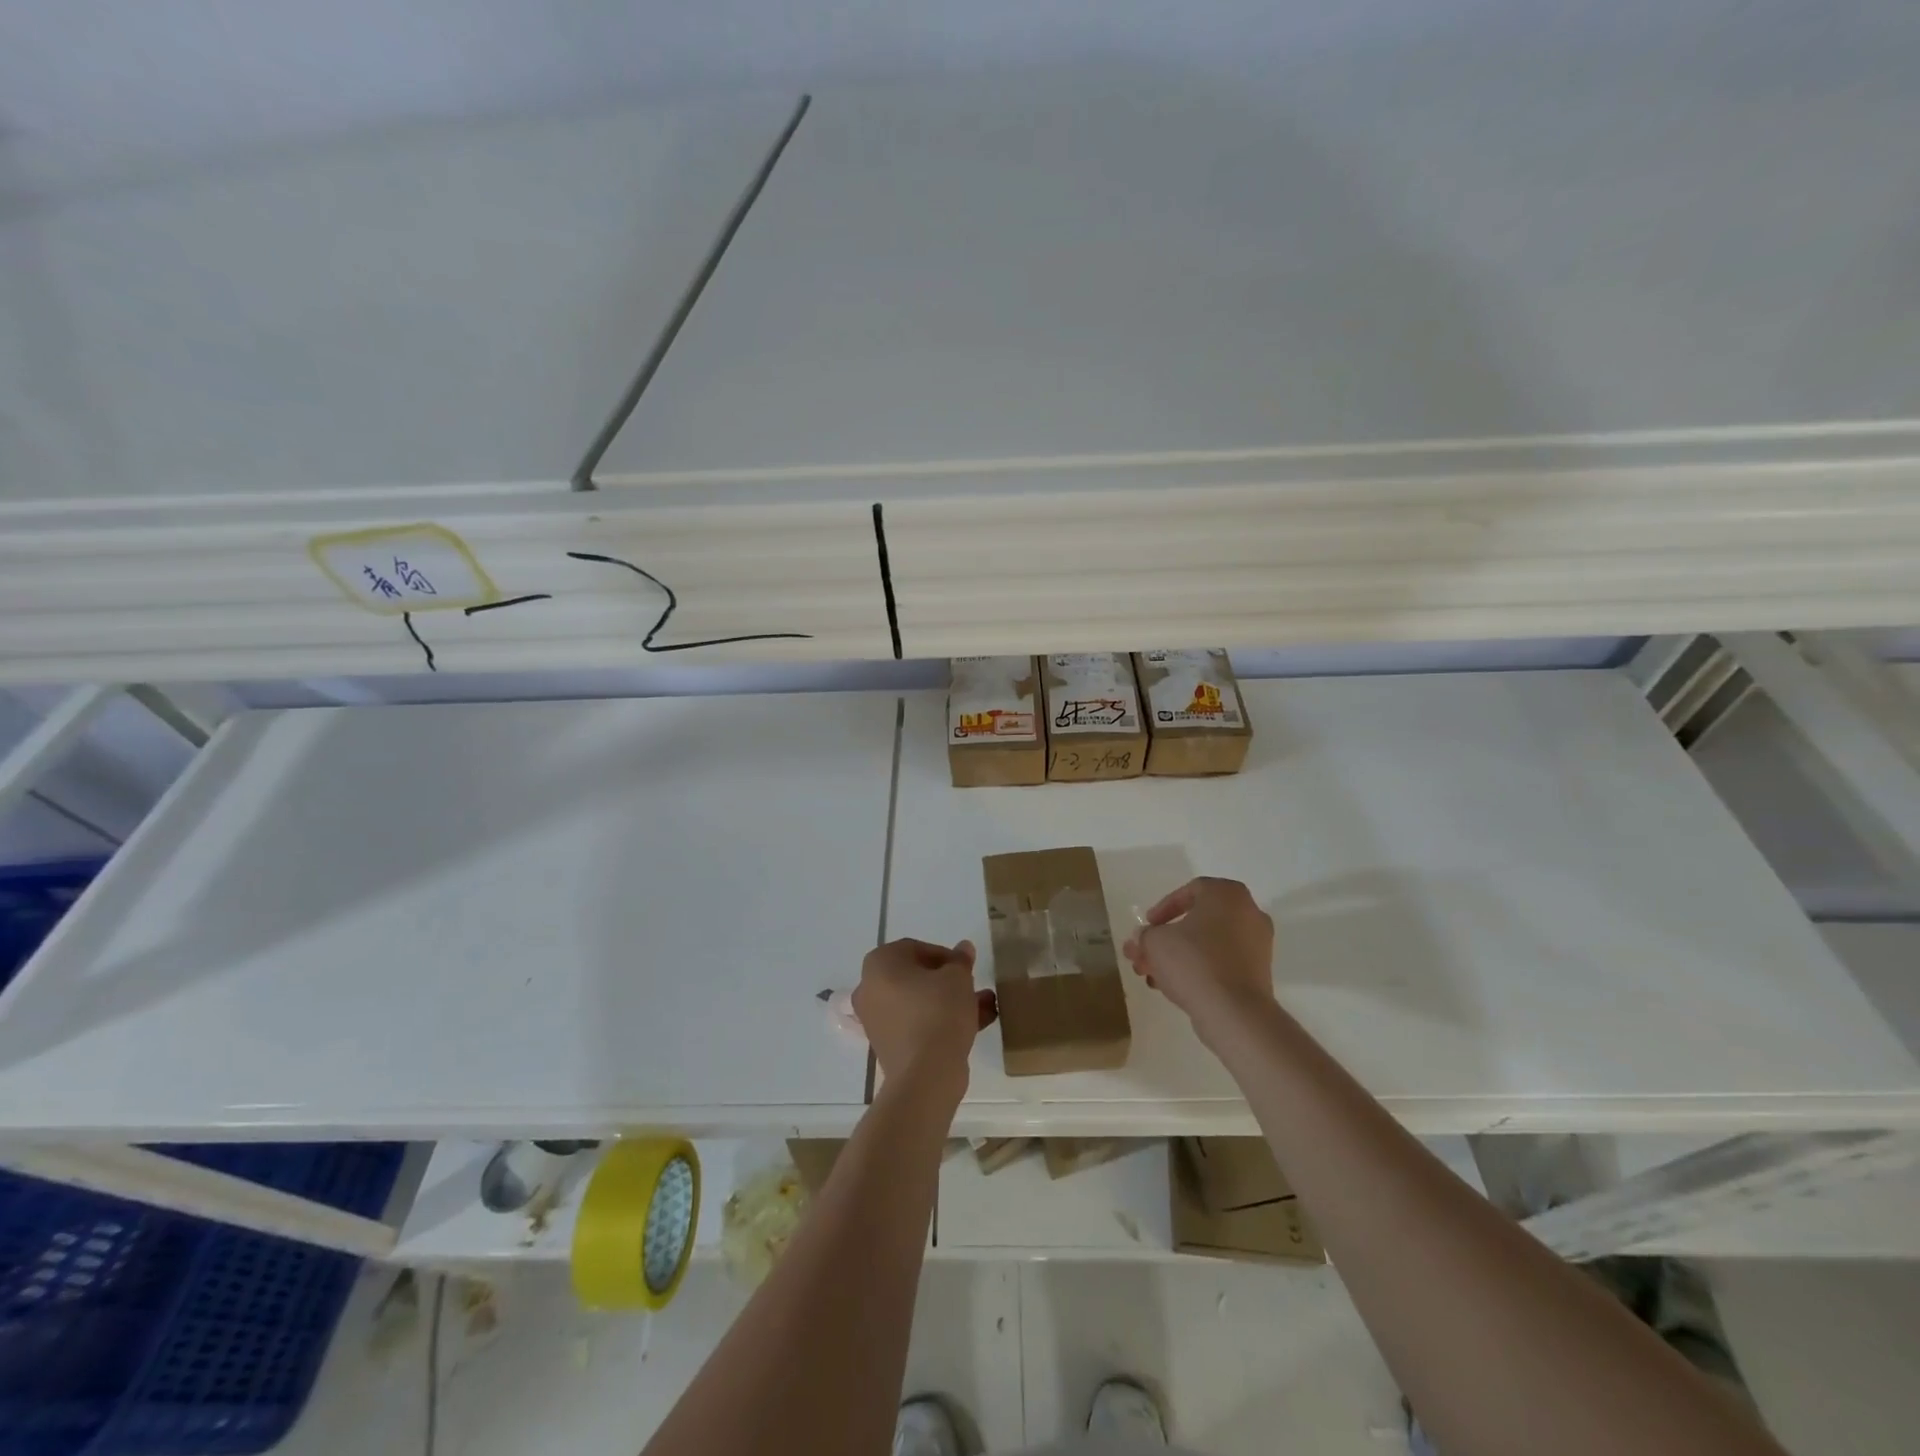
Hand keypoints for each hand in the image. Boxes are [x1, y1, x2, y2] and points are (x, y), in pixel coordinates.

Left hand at [853, 938, 996, 1087]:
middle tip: (972, 985)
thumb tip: (963, 949)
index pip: (915, 949)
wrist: (926, 1074)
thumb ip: (960, 960)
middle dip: (948, 981)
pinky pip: (916, 1024)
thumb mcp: (958, 978)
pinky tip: (974, 1025)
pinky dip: (940, 1022)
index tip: (966, 967)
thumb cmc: (938, 1011)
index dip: (945, 955)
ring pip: (919, 1002)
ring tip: (984, 1005)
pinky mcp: (888, 1046)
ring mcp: (876, 1020)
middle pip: (916, 977)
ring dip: (950, 1001)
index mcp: (879, 963)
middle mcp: (870, 989)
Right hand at [1122, 877, 1275, 1034]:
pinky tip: (1173, 988)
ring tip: (1152, 976)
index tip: (1149, 925)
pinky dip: (1199, 970)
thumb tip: (1143, 939)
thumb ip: (1145, 935)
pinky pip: (1222, 963)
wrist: (1234, 1013)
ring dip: (1178, 956)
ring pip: (1208, 944)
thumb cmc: (1194, 962)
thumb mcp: (1155, 942)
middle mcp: (1248, 913)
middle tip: (1145, 954)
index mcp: (1226, 894)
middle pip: (1198, 921)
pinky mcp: (1258, 974)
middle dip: (1166, 939)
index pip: (1190, 891)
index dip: (1163, 908)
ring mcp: (1257, 945)